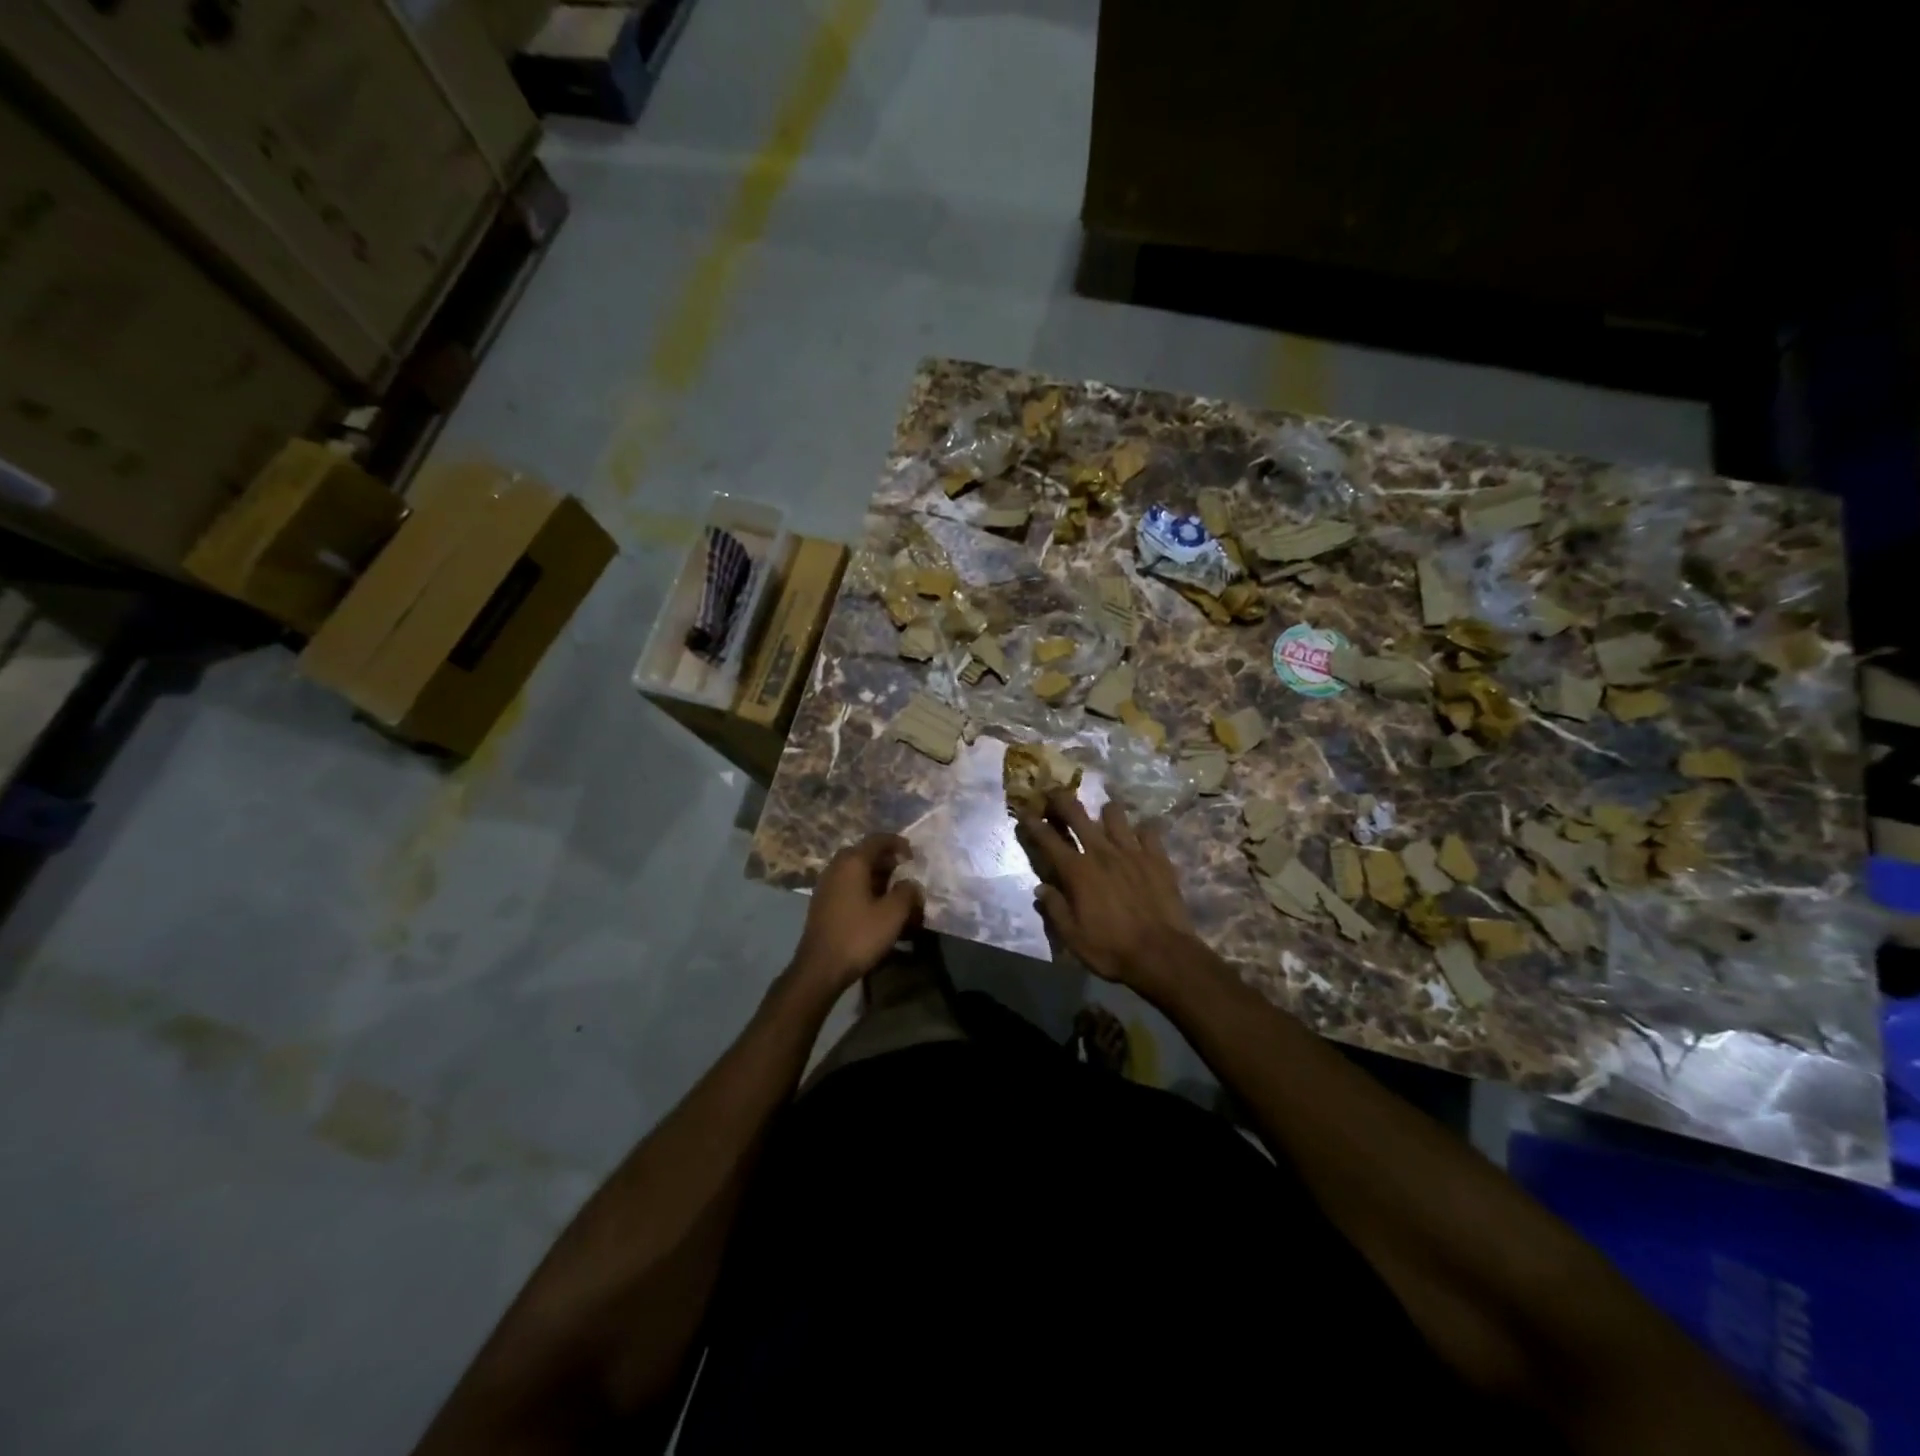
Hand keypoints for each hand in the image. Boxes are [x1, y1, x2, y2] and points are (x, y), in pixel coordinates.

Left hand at [794, 833, 923, 989]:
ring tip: (893, 892)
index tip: (913, 856)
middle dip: (887, 860)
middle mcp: (836, 867)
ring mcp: (825, 884)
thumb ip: (907, 892)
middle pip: (864, 853)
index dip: (898, 843)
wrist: (820, 968)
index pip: (878, 839)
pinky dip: (863, 888)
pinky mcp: (822, 902)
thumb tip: (910, 884)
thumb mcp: (893, 914)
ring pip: (854, 870)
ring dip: (875, 876)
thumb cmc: (859, 936)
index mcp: (852, 862)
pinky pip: (846, 885)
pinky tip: (874, 906)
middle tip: (904, 873)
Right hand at [1020, 791, 1203, 992]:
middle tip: (1055, 796)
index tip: (1024, 812)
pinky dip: (1141, 831)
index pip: (1047, 839)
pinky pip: (1148, 830)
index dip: (1033, 823)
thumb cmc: (1111, 949)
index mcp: (1077, 871)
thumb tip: (1041, 889)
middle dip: (1061, 800)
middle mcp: (1101, 852)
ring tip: (1104, 818)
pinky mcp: (1157, 857)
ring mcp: (1132, 851)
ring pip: (1114, 814)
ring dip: (1105, 813)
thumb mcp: (1072, 937)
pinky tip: (1139, 838)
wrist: (1162, 955)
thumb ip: (1055, 908)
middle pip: (1077, 814)